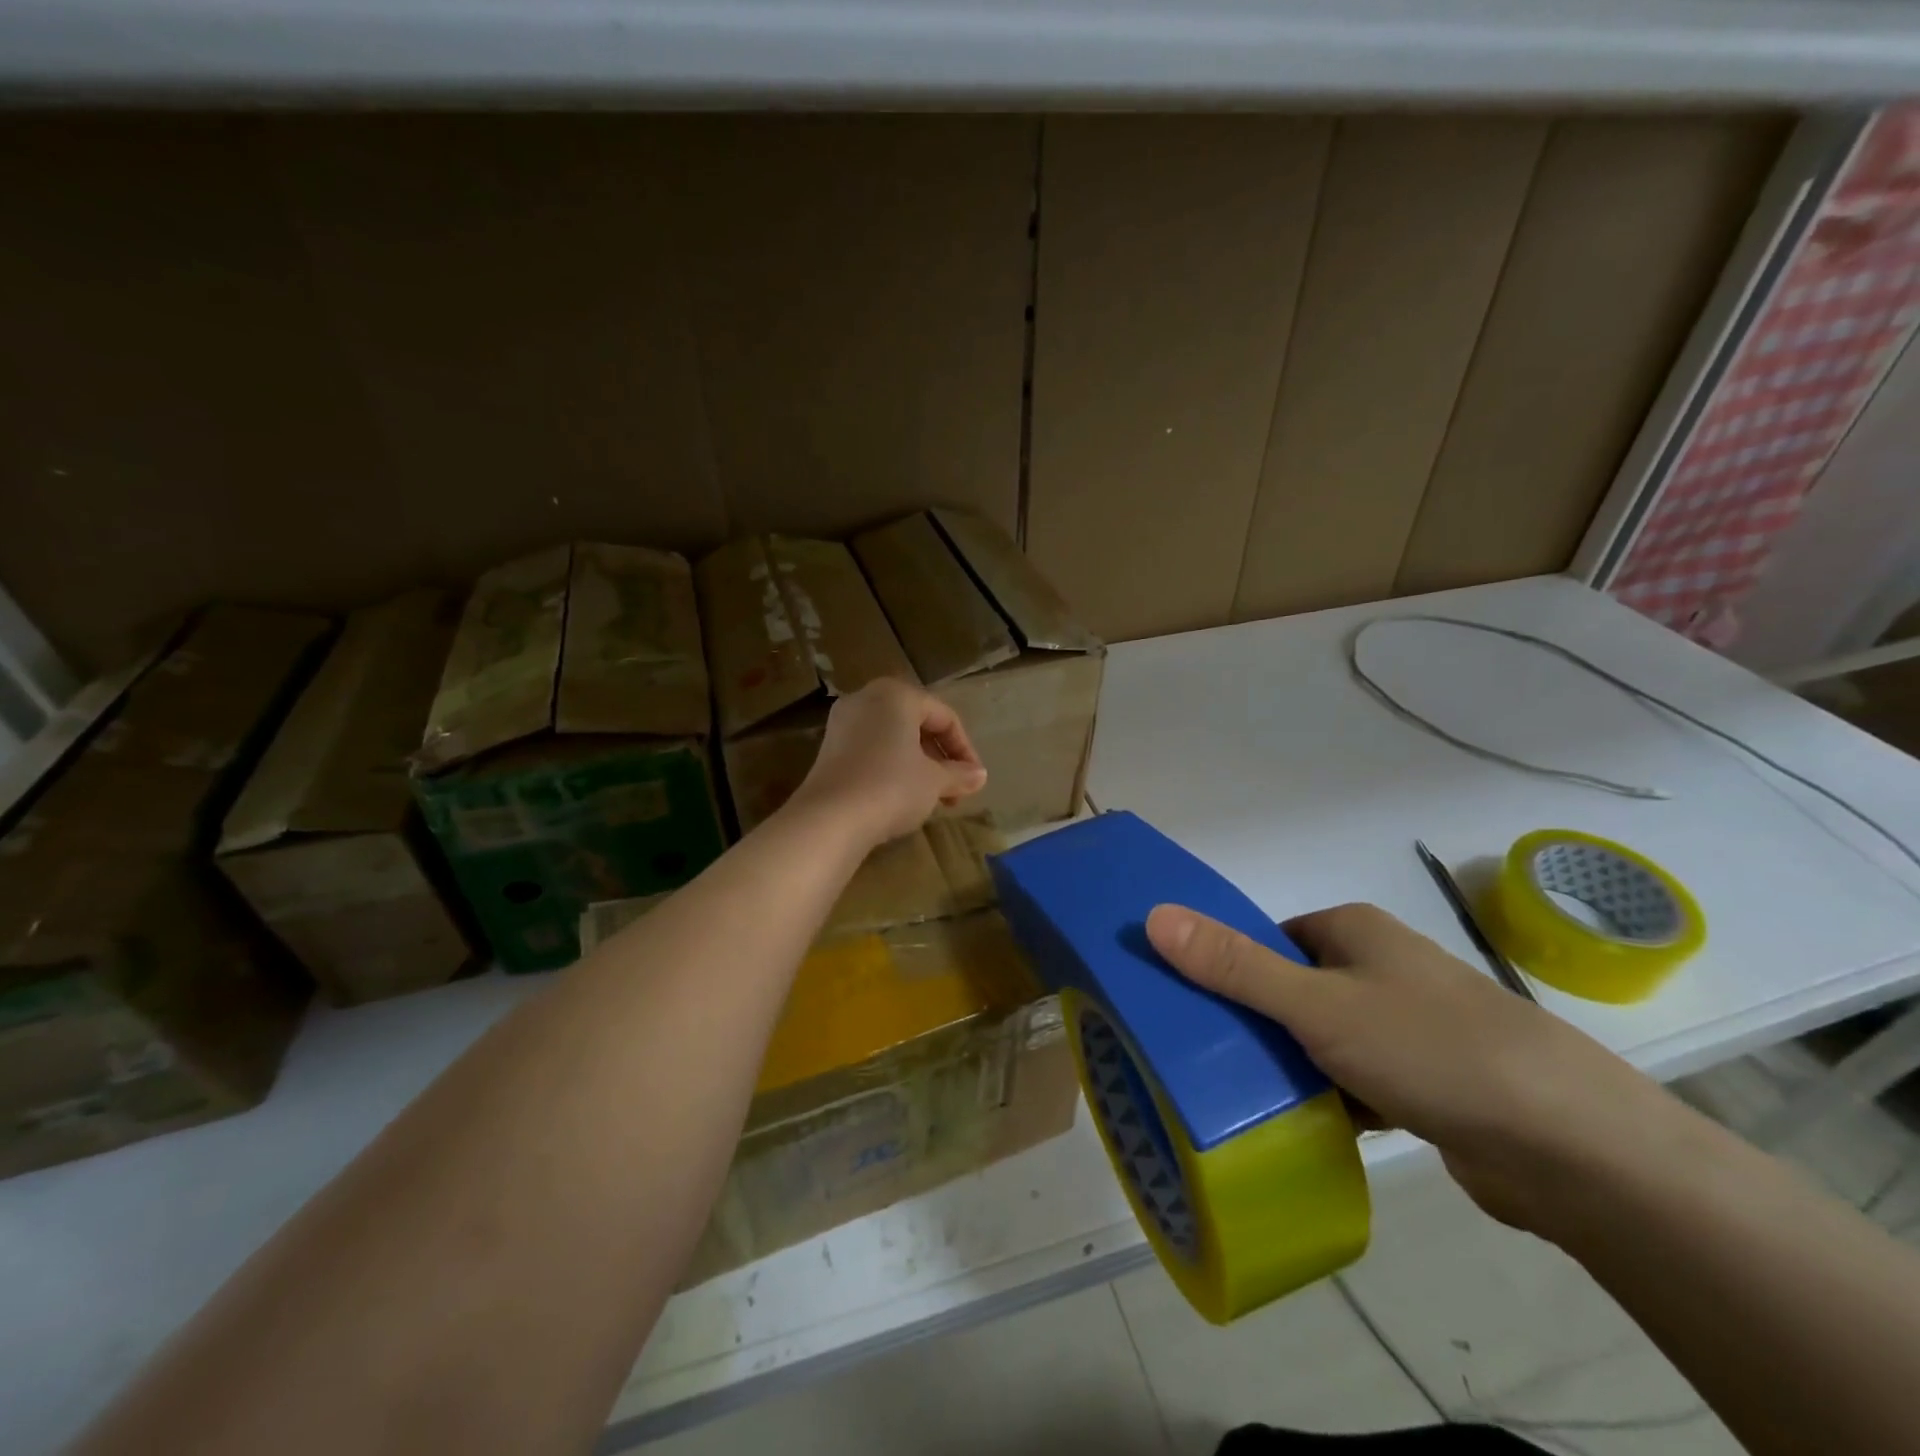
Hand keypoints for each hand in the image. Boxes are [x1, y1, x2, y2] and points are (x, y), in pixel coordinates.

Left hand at [786, 679, 987, 848]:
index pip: (945, 717)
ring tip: (932, 798)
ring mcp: (843, 723)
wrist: (830, 819)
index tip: (974, 780)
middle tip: (955, 791)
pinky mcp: (828, 749)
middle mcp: (866, 699)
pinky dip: (892, 768)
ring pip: (893, 739)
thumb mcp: (934, 782)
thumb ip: (959, 774)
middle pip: (917, 725)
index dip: (965, 750)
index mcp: (897, 695)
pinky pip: (871, 751)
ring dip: (919, 766)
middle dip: (941, 759)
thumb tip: (979, 776)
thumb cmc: (891, 787)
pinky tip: (901, 798)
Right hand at [1144, 901, 1679, 1236]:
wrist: (1573, 1148)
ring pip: (1323, 1036)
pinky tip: (1302, 1125)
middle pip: (1291, 987)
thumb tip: (1154, 915)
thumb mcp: (1316, 1005)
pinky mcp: (1428, 1079)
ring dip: (1290, 1063)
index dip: (1227, 964)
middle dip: (1253, 1020)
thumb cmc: (1430, 1048)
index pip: (1268, 938)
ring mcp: (1408, 1024)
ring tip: (1238, 1095)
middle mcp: (1380, 967)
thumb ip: (1234, 966)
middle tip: (1204, 1056)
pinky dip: (1331, 1096)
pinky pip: (1356, 1078)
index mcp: (1353, 931)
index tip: (1187, 1004)